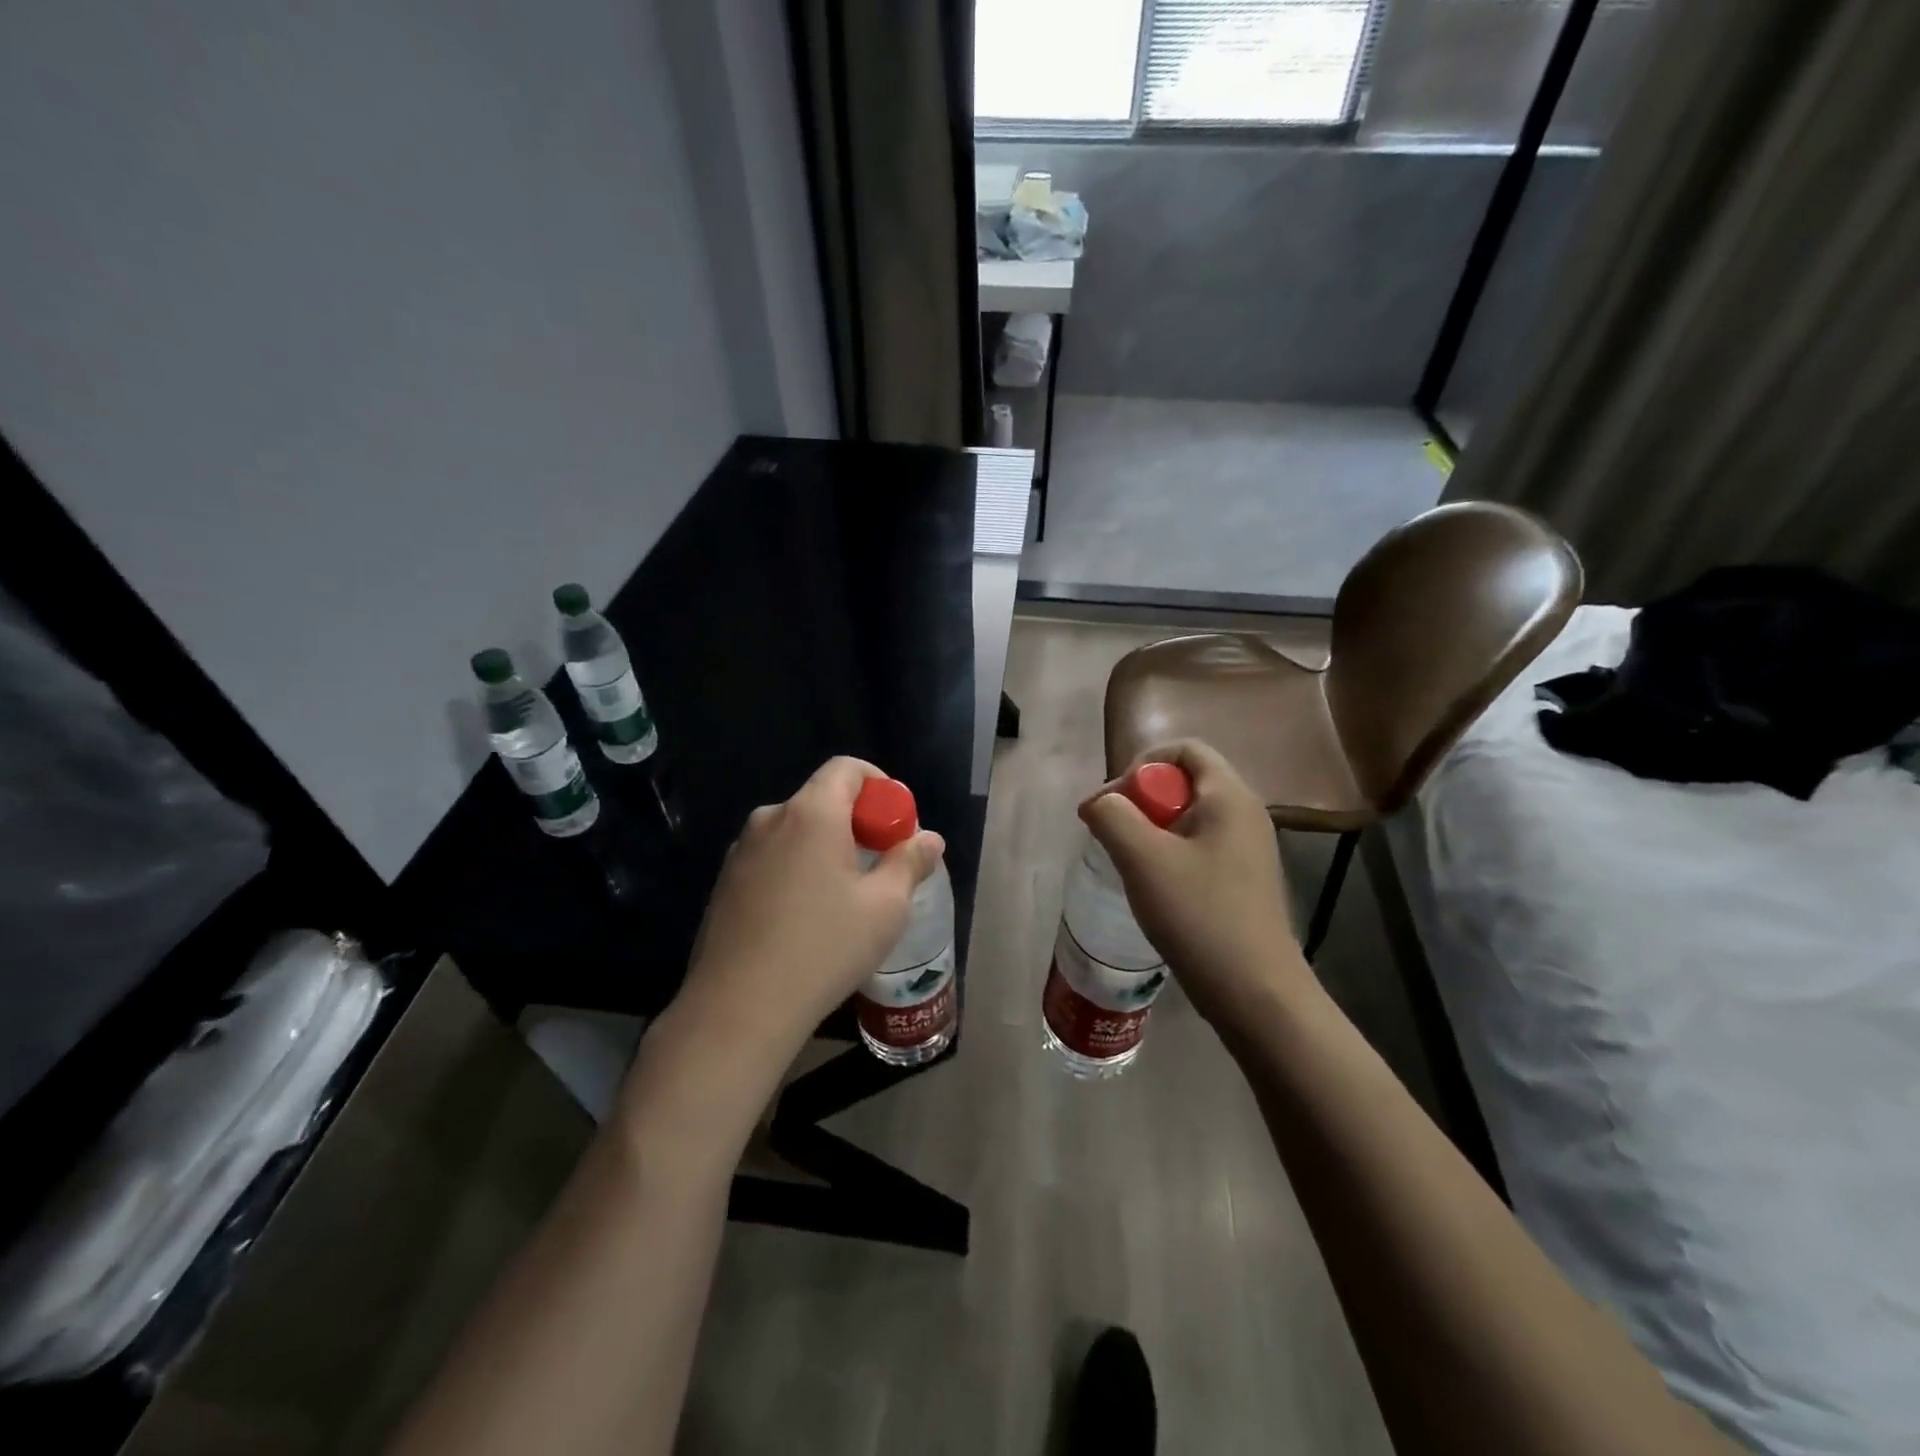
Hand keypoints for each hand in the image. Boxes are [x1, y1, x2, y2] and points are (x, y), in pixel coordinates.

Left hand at [681, 757, 945, 1056]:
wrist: (739, 1008)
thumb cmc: (824, 948)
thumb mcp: (885, 907)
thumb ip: (910, 862)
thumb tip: (929, 838)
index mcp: (810, 814)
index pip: (846, 768)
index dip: (879, 785)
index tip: (896, 823)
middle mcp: (770, 820)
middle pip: (821, 800)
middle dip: (856, 822)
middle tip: (879, 865)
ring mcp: (741, 852)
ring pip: (796, 832)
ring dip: (825, 848)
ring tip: (844, 898)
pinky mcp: (725, 883)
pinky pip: (772, 859)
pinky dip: (797, 870)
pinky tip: (805, 918)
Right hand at [1080, 740, 1307, 1027]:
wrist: (1255, 992)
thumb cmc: (1199, 915)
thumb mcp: (1142, 858)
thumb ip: (1112, 816)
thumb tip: (1098, 803)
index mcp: (1229, 797)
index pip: (1184, 749)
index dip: (1141, 765)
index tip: (1115, 802)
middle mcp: (1245, 814)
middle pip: (1184, 783)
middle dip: (1141, 801)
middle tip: (1113, 833)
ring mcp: (1248, 849)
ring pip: (1188, 819)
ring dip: (1151, 831)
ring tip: (1127, 862)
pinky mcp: (1243, 880)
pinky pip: (1199, 847)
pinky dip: (1169, 855)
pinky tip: (1152, 888)